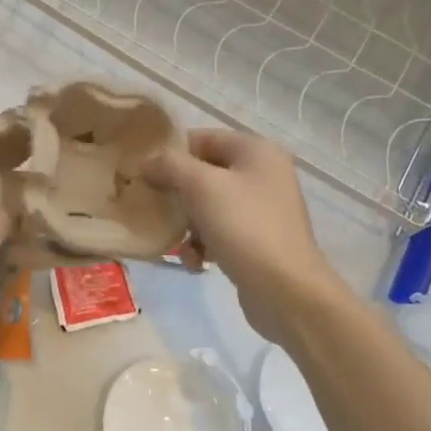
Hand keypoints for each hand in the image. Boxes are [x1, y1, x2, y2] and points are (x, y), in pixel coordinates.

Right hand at [143, 129, 343, 346]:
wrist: (286, 291)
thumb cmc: (244, 228)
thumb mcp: (201, 187)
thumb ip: (170, 165)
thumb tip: (146, 160)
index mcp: (256, 151)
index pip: (202, 138)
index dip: (170, 153)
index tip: (143, 174)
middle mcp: (262, 174)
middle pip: (203, 173)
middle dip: (176, 193)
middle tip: (154, 208)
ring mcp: (261, 209)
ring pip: (207, 205)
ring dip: (187, 224)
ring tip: (178, 243)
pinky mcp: (257, 240)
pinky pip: (219, 231)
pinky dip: (203, 244)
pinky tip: (196, 263)